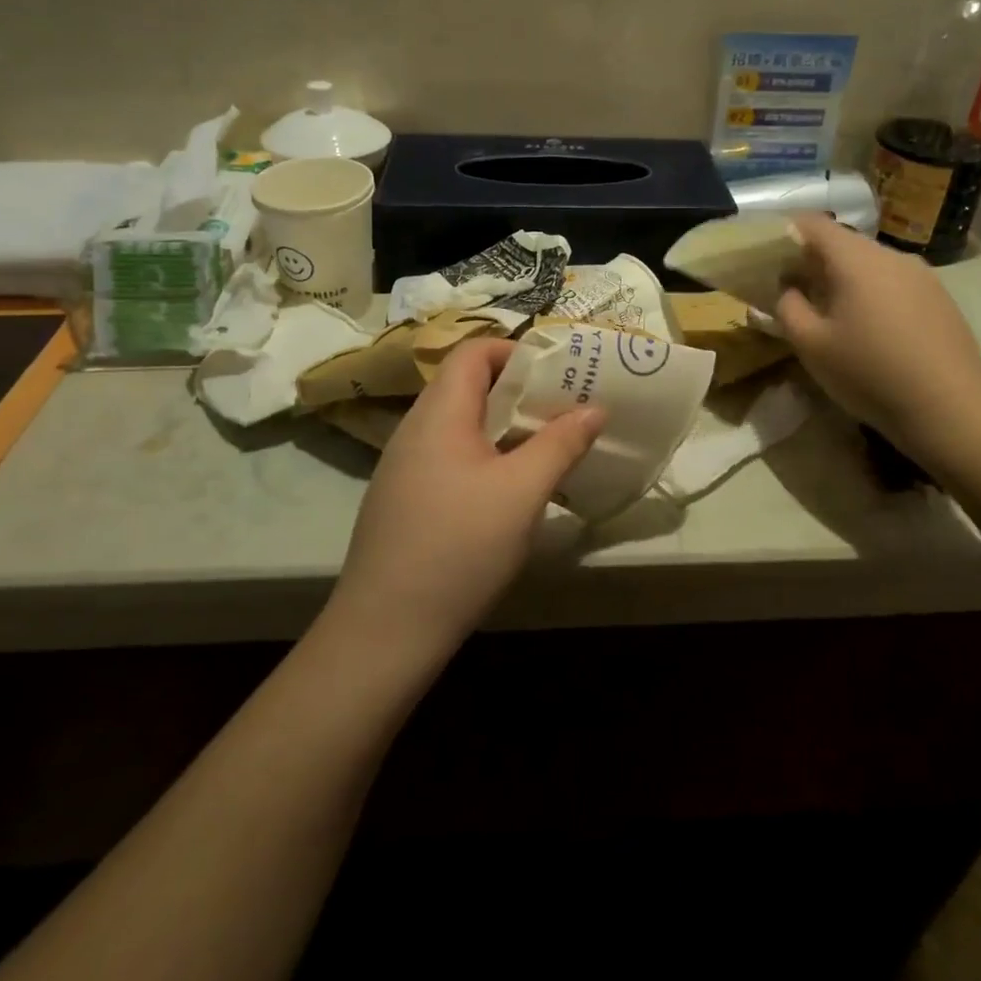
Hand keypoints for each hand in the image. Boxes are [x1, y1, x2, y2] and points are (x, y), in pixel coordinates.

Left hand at [326, 338, 603, 660]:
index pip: (473, 351)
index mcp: (439, 414)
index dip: (515, 352)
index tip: (557, 375)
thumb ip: (560, 443)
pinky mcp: (403, 499)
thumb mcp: (522, 492)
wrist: (385, 629)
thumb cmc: (459, 547)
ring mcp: (404, 466)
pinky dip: (483, 455)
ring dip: (502, 426)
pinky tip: (507, 491)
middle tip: (563, 411)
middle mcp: (414, 430)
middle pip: (466, 385)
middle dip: (518, 391)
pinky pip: (448, 456)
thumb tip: (595, 408)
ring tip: (544, 447)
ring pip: (458, 424)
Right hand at [775, 214, 980, 463]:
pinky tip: (872, 330)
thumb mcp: (811, 345)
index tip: (769, 258)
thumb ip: (788, 308)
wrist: (949, 409)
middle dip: (814, 261)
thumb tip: (788, 290)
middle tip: (795, 291)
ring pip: (871, 264)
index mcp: (856, 260)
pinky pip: (895, 283)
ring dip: (846, 279)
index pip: (813, 224)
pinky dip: (874, 293)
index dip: (786, 233)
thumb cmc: (869, 373)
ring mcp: (922, 275)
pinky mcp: (940, 298)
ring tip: (832, 313)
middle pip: (844, 243)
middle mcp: (892, 256)